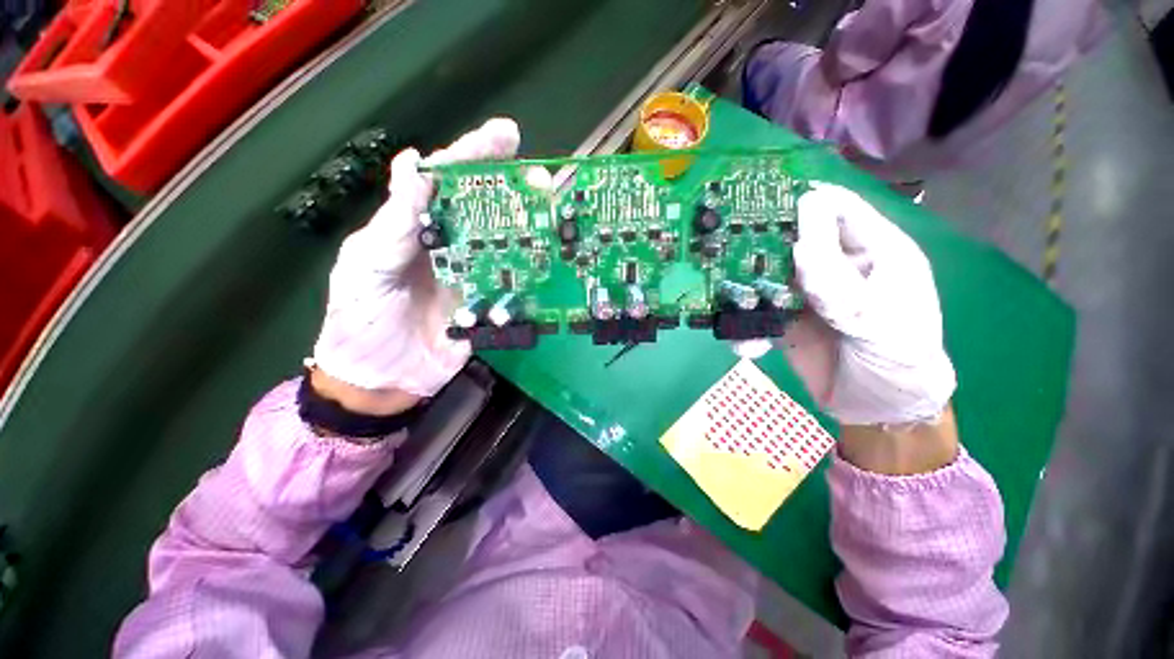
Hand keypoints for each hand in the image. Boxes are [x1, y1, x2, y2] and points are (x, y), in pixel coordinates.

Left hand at [311, 118, 521, 411]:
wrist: (382, 378)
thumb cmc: (361, 320)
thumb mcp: (366, 267)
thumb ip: (394, 224)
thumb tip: (415, 167)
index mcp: (418, 230)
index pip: (446, 182)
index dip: (474, 155)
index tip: (507, 136)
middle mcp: (451, 246)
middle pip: (484, 210)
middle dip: (513, 189)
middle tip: (543, 179)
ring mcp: (473, 276)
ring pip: (504, 245)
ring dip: (529, 230)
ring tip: (555, 216)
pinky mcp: (489, 303)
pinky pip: (512, 285)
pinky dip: (531, 275)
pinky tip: (550, 263)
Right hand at [739, 183, 955, 427]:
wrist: (880, 411)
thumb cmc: (900, 360)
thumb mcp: (881, 321)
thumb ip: (841, 285)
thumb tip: (799, 242)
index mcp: (873, 251)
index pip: (837, 210)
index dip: (802, 202)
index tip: (759, 204)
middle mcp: (835, 266)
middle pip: (793, 240)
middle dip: (761, 245)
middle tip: (725, 252)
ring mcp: (807, 294)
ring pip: (768, 276)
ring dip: (746, 290)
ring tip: (729, 304)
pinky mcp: (785, 320)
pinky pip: (758, 313)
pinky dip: (746, 326)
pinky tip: (747, 345)